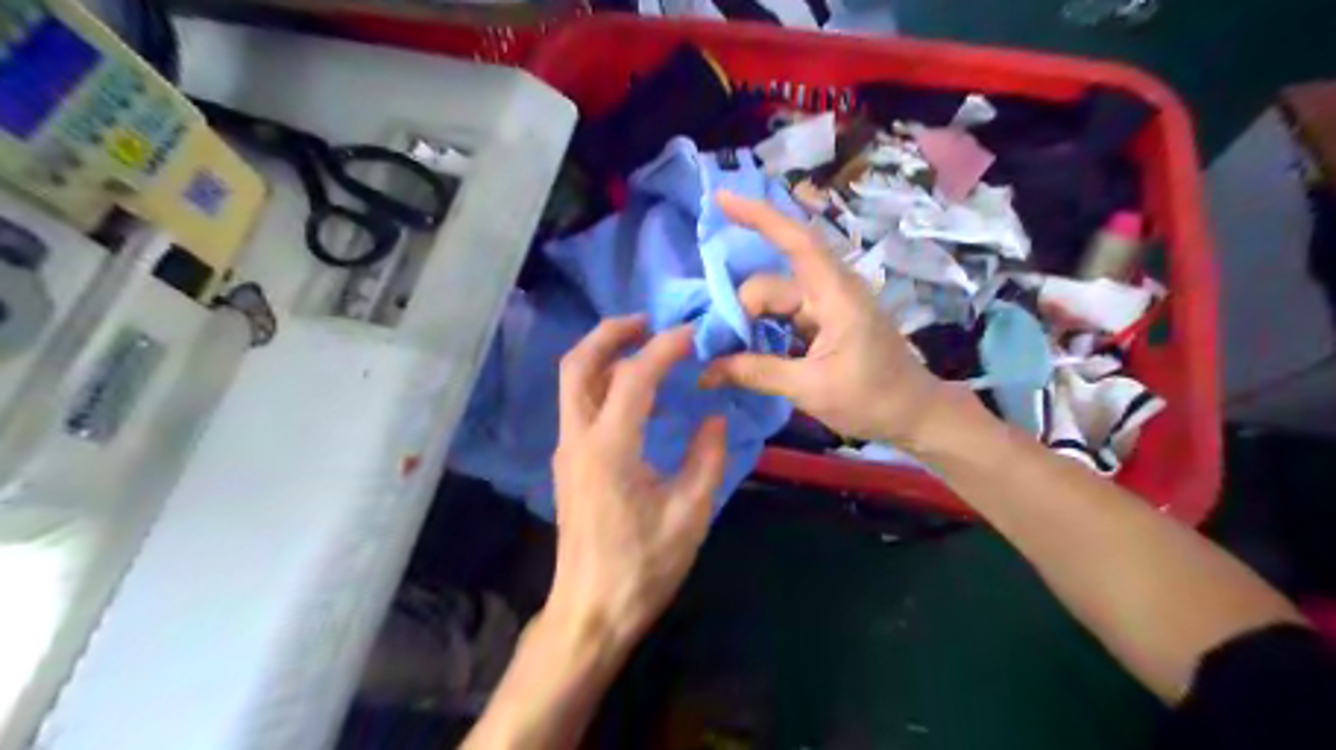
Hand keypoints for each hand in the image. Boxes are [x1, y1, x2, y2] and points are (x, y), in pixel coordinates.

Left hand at [548, 315, 724, 649]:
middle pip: (578, 364)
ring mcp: (567, 451)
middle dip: (610, 333)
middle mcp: (578, 440)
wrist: (591, 610)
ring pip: (573, 382)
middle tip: (648, 322)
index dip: (664, 348)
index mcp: (609, 449)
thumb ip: (706, 457)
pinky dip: (604, 383)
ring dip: (604, 355)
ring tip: (645, 349)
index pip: (634, 377)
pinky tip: (638, 398)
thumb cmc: (643, 566)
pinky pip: (579, 405)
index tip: (692, 334)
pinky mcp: (568, 464)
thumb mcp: (690, 512)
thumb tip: (713, 417)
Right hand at [702, 192, 955, 449]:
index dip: (758, 216)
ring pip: (773, 304)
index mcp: (834, 294)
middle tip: (714, 351)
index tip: (720, 198)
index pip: (795, 241)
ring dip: (748, 324)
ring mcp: (825, 309)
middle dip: (739, 312)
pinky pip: (782, 319)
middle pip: (770, 286)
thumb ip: (756, 372)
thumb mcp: (810, 389)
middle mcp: (828, 292)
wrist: (914, 415)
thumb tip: (705, 370)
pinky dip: (761, 332)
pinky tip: (743, 352)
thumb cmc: (872, 398)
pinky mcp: (823, 325)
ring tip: (722, 354)